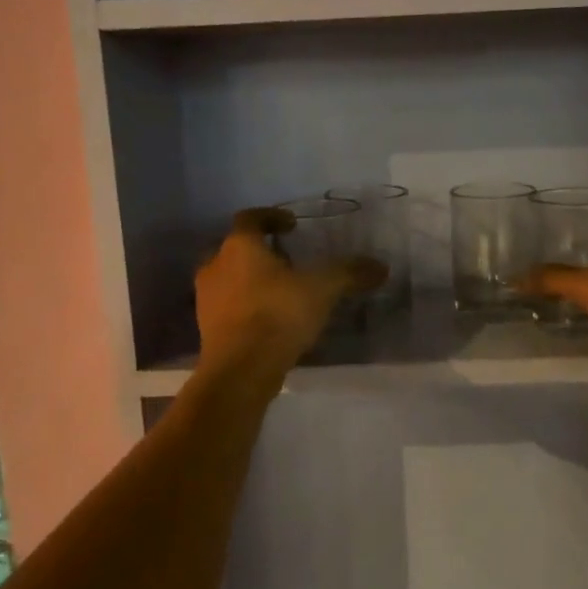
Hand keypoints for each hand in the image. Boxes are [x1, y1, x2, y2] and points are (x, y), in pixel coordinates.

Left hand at [195, 209, 383, 373]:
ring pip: (229, 278)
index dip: (272, 217)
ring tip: (281, 292)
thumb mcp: (322, 290)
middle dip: (260, 252)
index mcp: (240, 246)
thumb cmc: (277, 315)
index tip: (292, 225)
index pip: (250, 218)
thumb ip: (349, 273)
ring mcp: (206, 298)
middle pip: (236, 248)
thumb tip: (381, 267)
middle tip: (287, 260)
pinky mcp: (207, 328)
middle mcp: (215, 265)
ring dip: (251, 280)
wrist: (240, 370)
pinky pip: (228, 307)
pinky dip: (246, 307)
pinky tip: (270, 320)